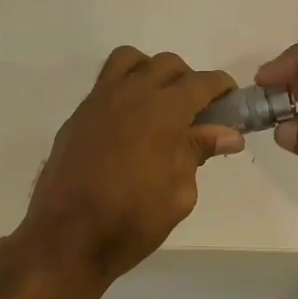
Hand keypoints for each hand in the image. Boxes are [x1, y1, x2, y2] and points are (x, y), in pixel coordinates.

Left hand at [18, 48, 242, 287]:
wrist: (67, 237)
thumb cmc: (132, 221)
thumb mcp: (179, 193)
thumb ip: (198, 153)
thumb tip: (228, 134)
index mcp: (164, 111)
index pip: (202, 82)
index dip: (222, 89)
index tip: (230, 104)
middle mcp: (131, 94)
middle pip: (167, 65)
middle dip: (188, 81)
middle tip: (196, 113)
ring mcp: (99, 101)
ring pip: (131, 61)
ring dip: (151, 73)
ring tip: (158, 105)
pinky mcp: (78, 115)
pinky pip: (105, 84)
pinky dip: (124, 89)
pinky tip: (128, 124)